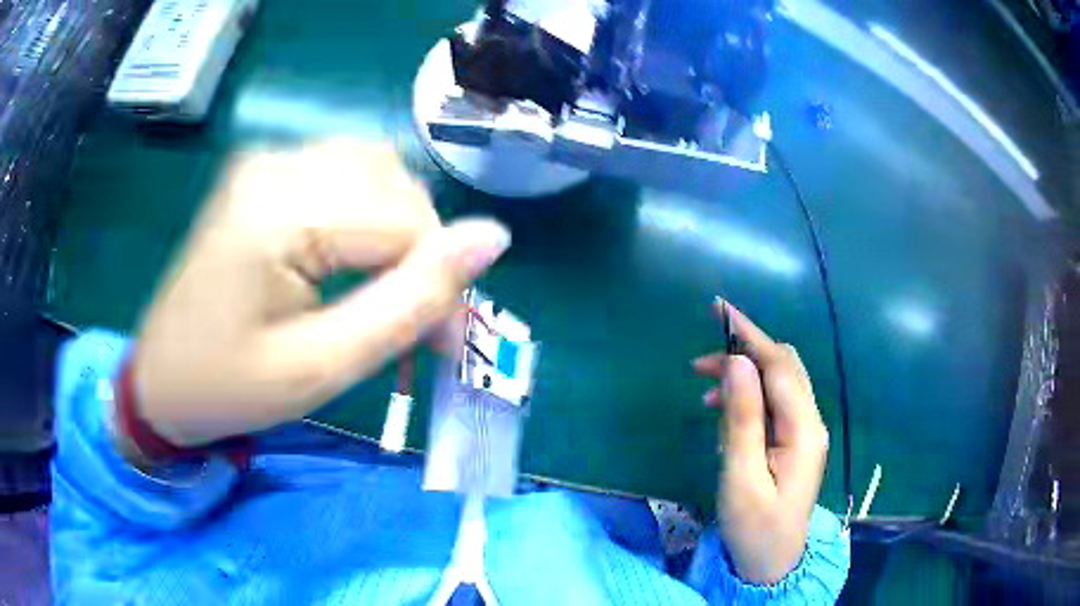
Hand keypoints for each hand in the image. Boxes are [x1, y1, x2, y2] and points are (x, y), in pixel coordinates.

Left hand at [131, 140, 509, 447]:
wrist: (161, 381)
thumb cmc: (229, 388)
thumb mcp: (323, 366)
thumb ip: (410, 302)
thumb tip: (494, 239)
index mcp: (280, 211)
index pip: (407, 220)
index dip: (442, 281)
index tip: (444, 346)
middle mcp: (275, 164)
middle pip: (395, 186)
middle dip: (422, 254)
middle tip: (417, 324)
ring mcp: (266, 161)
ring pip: (377, 173)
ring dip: (398, 231)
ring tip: (383, 291)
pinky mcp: (262, 173)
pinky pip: (343, 173)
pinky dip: (367, 215)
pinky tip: (351, 258)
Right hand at [693, 300, 828, 584]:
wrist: (772, 564)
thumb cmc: (755, 527)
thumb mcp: (741, 477)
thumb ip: (742, 419)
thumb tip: (737, 363)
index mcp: (803, 429)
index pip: (779, 365)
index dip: (750, 334)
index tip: (719, 309)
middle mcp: (810, 422)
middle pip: (783, 367)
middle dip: (745, 351)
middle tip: (700, 361)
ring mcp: (803, 432)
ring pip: (777, 383)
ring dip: (744, 375)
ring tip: (704, 387)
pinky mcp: (793, 442)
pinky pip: (772, 404)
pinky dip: (748, 396)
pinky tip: (723, 409)